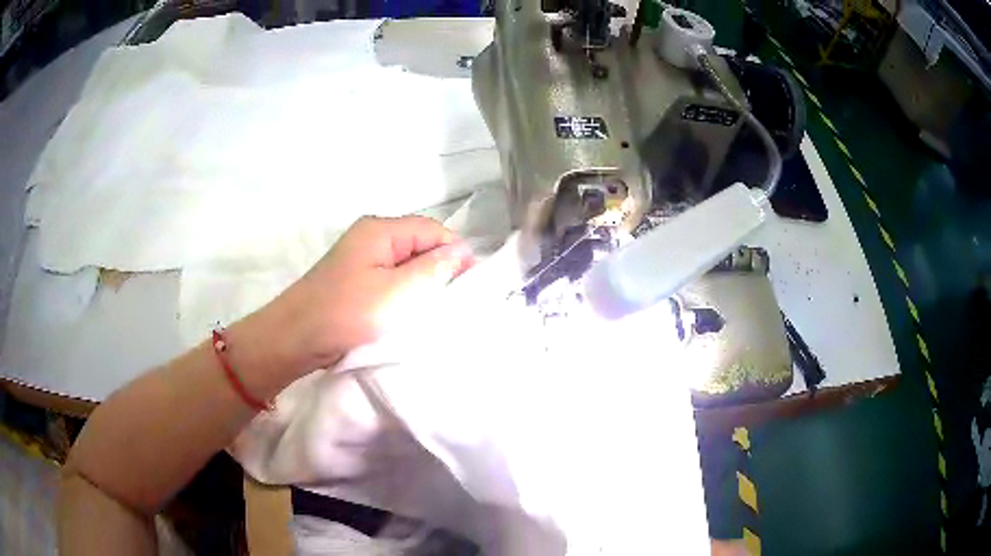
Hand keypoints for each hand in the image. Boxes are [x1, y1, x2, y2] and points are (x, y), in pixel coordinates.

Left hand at [261, 216, 474, 374]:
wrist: (294, 339)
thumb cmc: (346, 314)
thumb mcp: (396, 293)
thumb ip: (432, 269)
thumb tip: (462, 251)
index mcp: (381, 230)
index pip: (432, 230)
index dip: (455, 252)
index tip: (470, 284)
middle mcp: (371, 237)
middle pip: (419, 244)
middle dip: (440, 269)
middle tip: (455, 300)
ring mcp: (361, 259)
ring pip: (406, 264)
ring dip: (423, 283)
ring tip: (436, 308)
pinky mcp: (356, 280)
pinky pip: (391, 279)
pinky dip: (405, 293)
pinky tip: (412, 312)